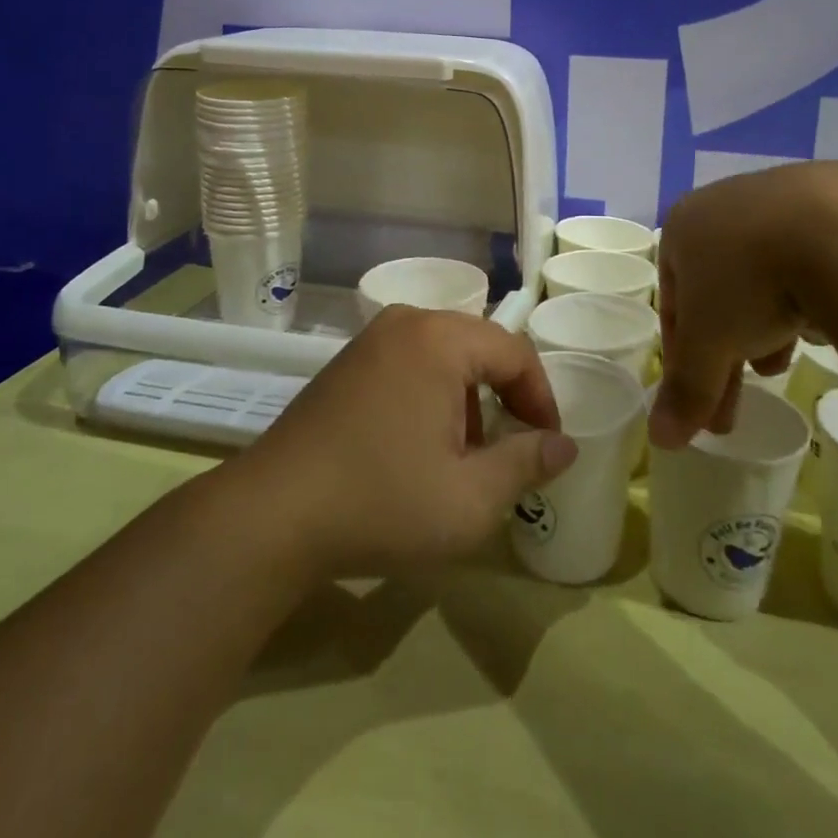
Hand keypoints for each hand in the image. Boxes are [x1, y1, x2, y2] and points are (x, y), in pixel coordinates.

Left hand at [240, 305, 575, 577]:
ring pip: (444, 356)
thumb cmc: (382, 502)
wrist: (272, 515)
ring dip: (466, 399)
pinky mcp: (346, 362)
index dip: (540, 399)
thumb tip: (565, 445)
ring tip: (464, 455)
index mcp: (440, 339)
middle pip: (479, 348)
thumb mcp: (469, 499)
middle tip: (511, 449)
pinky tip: (418, 445)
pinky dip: (430, 394)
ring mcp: (370, 339)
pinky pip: (409, 362)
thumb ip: (526, 464)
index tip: (547, 445)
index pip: (515, 353)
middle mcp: (406, 322)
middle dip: (503, 398)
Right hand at [652, 167, 811, 448]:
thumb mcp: (710, 344)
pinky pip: (811, 260)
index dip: (683, 358)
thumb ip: (686, 390)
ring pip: (765, 274)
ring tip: (782, 368)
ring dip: (765, 326)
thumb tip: (660, 439)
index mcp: (685, 225)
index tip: (698, 402)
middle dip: (725, 350)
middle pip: (718, 290)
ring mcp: (785, 197)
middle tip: (737, 405)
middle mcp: (727, 203)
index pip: (672, 301)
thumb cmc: (752, 280)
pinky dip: (808, 297)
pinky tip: (823, 324)